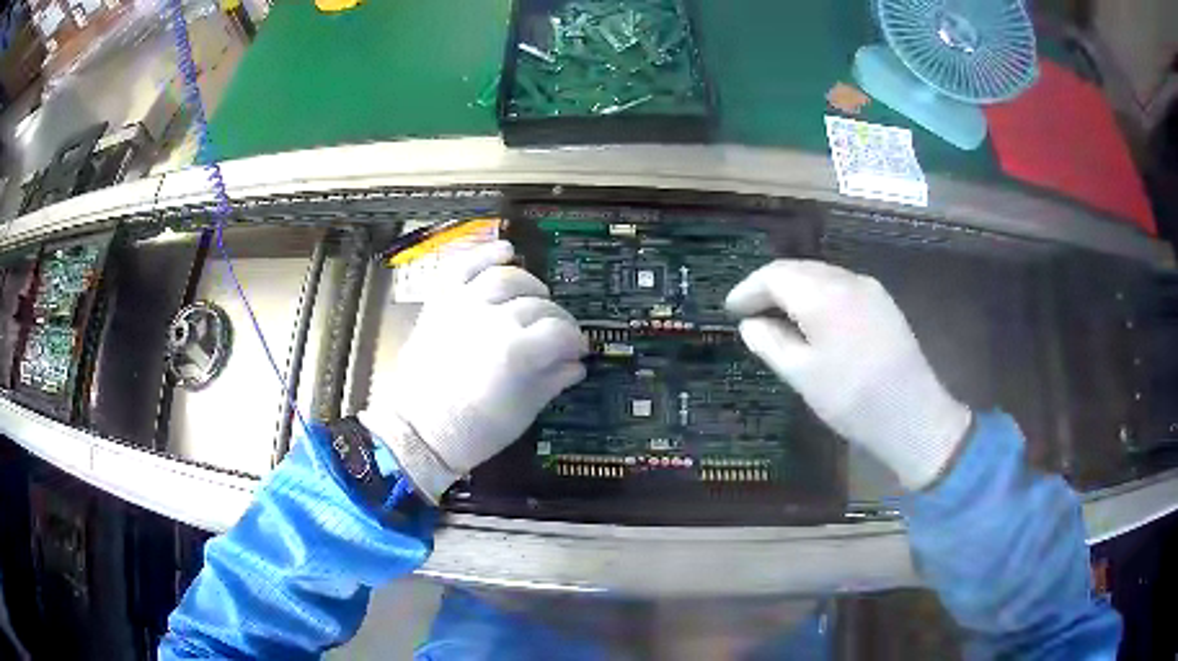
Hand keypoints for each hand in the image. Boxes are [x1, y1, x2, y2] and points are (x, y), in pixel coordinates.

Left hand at [359, 241, 586, 502]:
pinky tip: (506, 251)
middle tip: (560, 335)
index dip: (575, 340)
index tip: (579, 351)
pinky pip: (463, 266)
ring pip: (506, 277)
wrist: (419, 432)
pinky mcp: (441, 303)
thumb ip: (552, 381)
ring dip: (529, 284)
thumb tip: (576, 364)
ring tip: (538, 297)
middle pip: (538, 306)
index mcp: (516, 351)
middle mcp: (492, 319)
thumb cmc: (473, 431)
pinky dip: (485, 254)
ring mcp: (463, 306)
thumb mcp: (522, 412)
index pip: (560, 332)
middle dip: (557, 320)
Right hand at [725, 260, 970, 489]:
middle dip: (770, 287)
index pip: (774, 275)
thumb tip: (750, 324)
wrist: (912, 414)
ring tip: (778, 316)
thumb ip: (770, 343)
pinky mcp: (883, 303)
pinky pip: (841, 287)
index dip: (748, 289)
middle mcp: (847, 279)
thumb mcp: (802, 375)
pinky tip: (813, 320)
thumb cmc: (852, 398)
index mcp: (823, 294)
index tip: (731, 309)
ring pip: (821, 276)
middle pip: (799, 270)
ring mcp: (869, 289)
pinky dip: (818, 296)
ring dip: (795, 290)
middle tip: (750, 311)